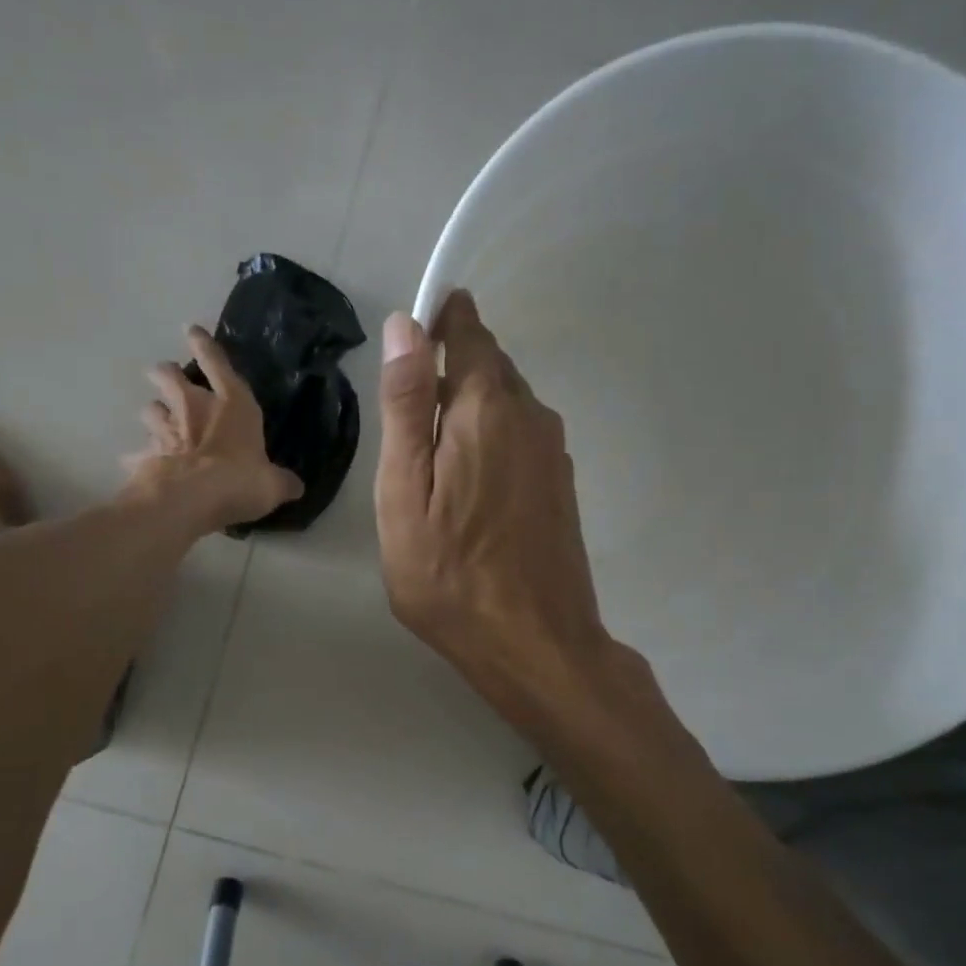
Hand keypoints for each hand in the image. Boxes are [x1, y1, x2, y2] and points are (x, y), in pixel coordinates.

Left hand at [124, 325, 302, 532]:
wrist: (191, 499)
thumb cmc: (240, 480)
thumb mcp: (272, 484)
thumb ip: (281, 481)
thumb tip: (294, 486)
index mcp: (232, 405)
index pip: (217, 365)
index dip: (205, 346)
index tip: (191, 330)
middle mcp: (194, 409)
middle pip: (171, 379)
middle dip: (165, 374)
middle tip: (162, 373)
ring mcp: (166, 431)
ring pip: (151, 411)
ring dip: (153, 412)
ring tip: (155, 416)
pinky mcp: (146, 457)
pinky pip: (138, 453)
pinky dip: (137, 457)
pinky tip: (133, 462)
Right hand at [375, 290, 612, 698]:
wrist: (535, 644)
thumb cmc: (450, 576)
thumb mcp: (404, 492)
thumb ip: (406, 407)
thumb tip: (405, 326)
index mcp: (486, 408)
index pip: (468, 331)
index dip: (439, 321)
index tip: (410, 336)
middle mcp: (531, 415)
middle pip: (489, 365)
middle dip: (448, 369)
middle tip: (406, 415)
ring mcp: (553, 450)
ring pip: (507, 401)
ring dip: (469, 407)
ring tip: (431, 455)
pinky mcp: (561, 482)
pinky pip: (521, 434)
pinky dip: (491, 437)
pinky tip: (469, 482)